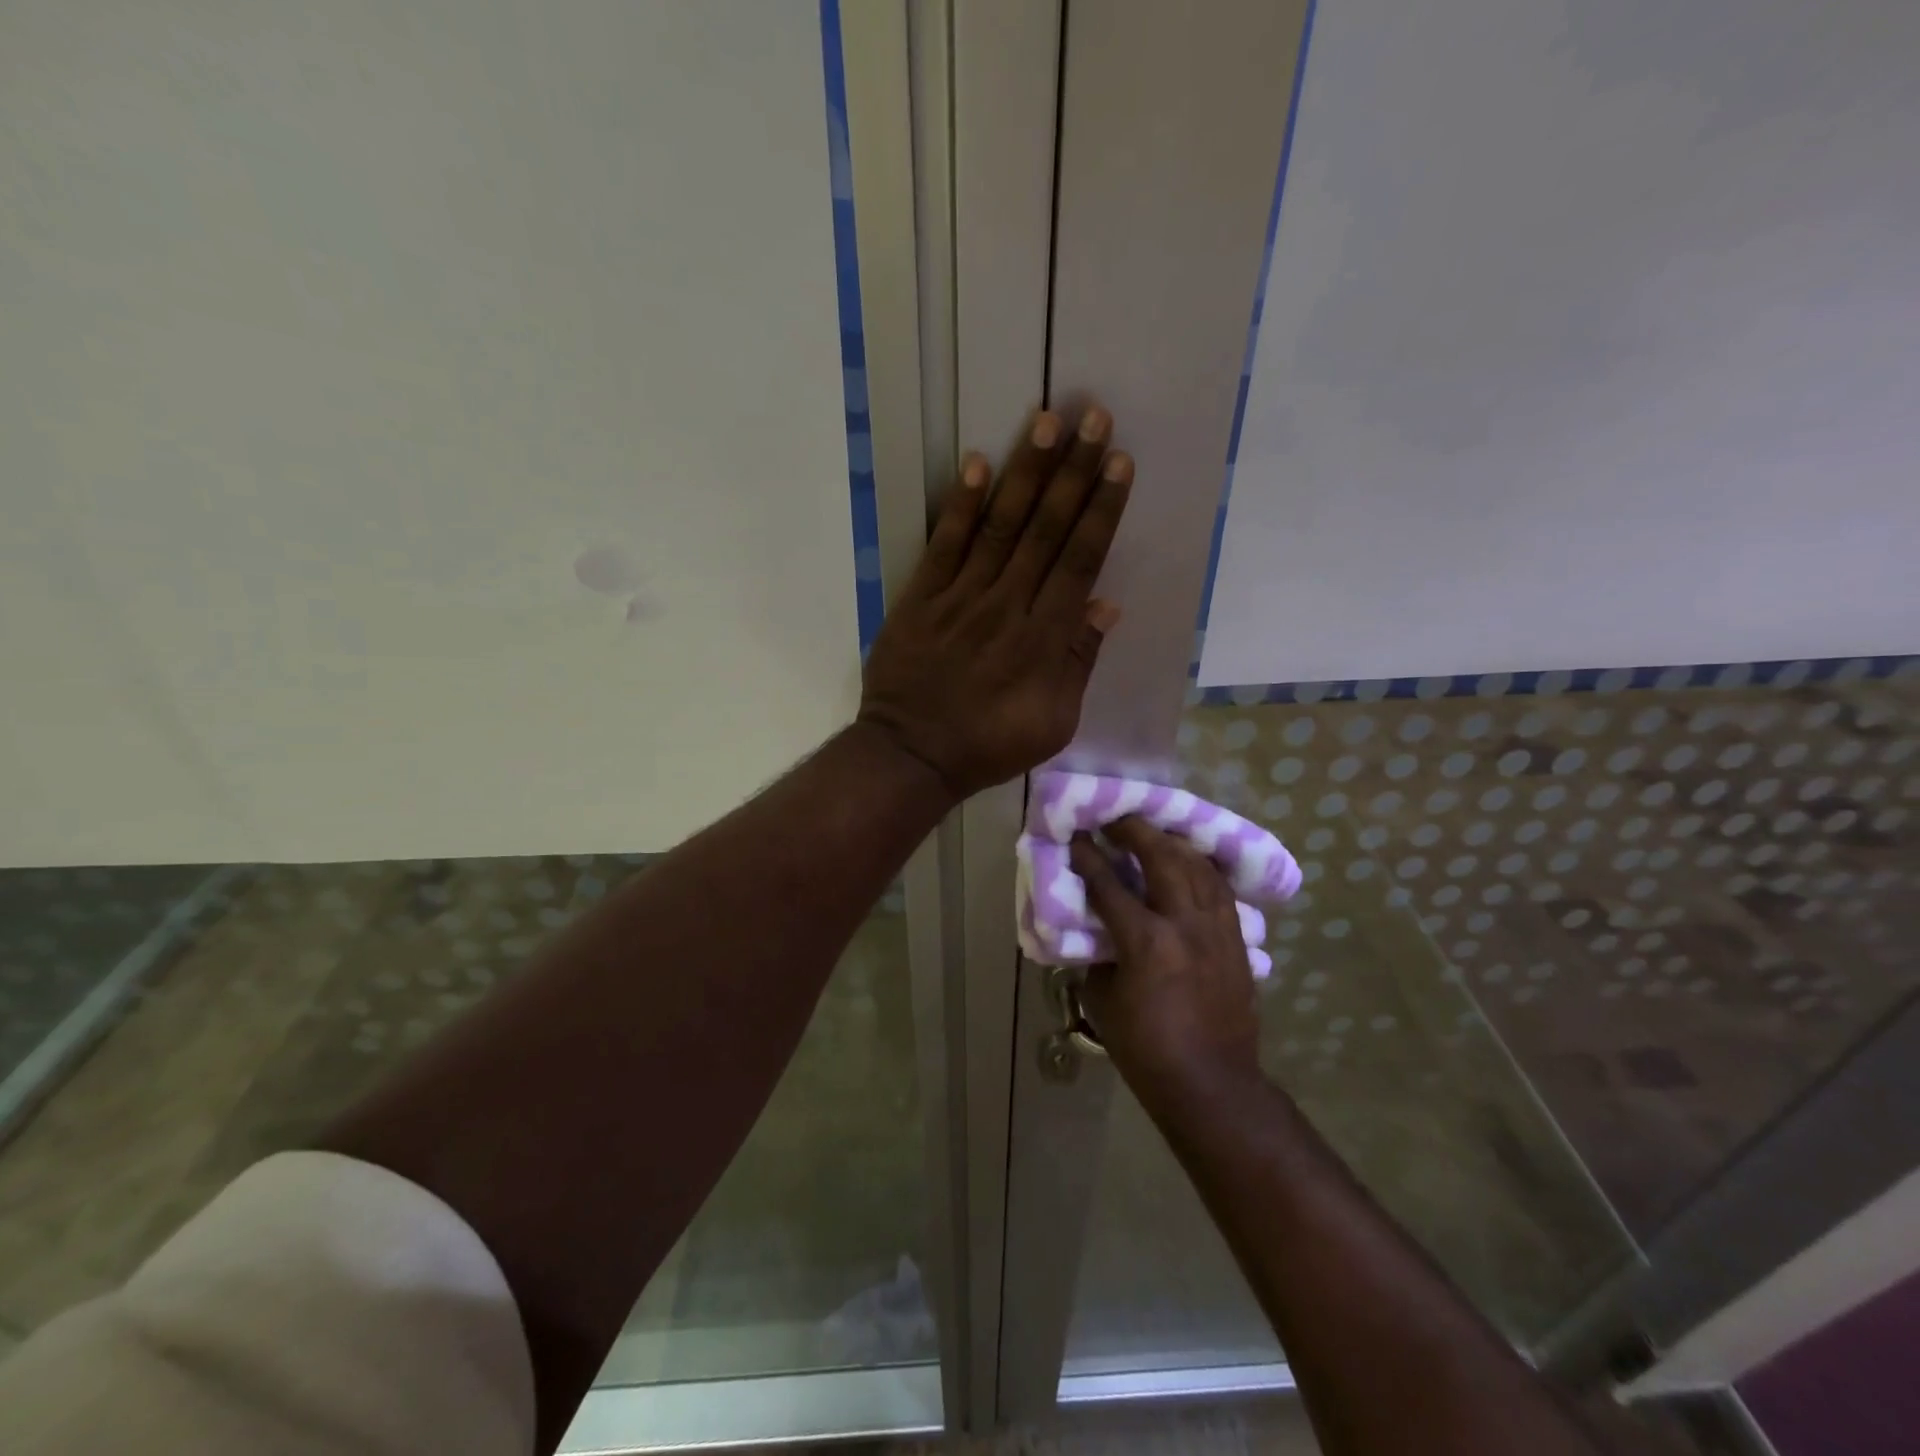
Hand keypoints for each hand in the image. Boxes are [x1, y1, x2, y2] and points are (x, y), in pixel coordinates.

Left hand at [859, 406, 1131, 798]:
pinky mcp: (921, 598)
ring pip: (1000, 525)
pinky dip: (960, 505)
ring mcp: (961, 597)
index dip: (1101, 510)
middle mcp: (1007, 605)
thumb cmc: (989, 745)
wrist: (912, 755)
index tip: (1118, 463)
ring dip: (1025, 473)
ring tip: (1046, 422)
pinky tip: (975, 464)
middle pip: (1046, 530)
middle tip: (1093, 417)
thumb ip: (1078, 661)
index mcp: (1044, 638)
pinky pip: (944, 545)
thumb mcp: (1054, 722)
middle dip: (1073, 472)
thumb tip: (1106, 604)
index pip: (1080, 561)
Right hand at [1070, 817, 1263, 1100]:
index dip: (1089, 856)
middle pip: (1163, 858)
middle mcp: (1185, 925)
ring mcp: (1217, 930)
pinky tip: (1190, 862)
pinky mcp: (1237, 940)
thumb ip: (1098, 955)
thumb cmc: (1146, 1049)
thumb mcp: (1102, 1001)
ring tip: (1153, 833)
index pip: (1109, 885)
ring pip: (1198, 867)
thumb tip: (1098, 928)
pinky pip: (1220, 889)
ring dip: (1172, 843)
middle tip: (1116, 819)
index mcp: (1146, 942)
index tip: (1076, 835)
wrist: (1211, 1084)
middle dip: (1136, 831)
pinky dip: (1201, 868)